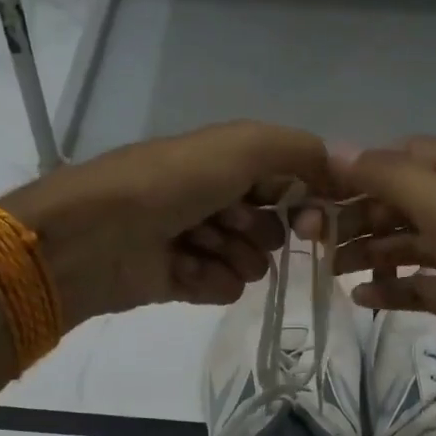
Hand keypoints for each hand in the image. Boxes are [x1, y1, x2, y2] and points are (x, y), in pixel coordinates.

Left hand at [1, 122, 332, 323]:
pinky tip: (181, 270)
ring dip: (232, 257)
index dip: (307, 201)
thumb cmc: (172, 182)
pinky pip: (223, 289)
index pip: (290, 183)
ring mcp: (198, 241)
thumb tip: (340, 172)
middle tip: (232, 225)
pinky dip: (208, 281)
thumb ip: (300, 152)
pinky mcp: (182, 280)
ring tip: (199, 247)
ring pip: (251, 263)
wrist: (95, 234)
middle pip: (274, 228)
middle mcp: (217, 198)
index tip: (313, 218)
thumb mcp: (243, 146)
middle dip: (260, 230)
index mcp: (228, 161)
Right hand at [320, 137, 435, 415]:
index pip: (405, 155)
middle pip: (402, 200)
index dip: (361, 169)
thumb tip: (335, 149)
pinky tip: (362, 299)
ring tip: (329, 270)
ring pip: (407, 242)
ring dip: (368, 250)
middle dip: (358, 214)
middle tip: (314, 239)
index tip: (316, 193)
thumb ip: (394, 177)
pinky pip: (420, 284)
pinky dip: (391, 287)